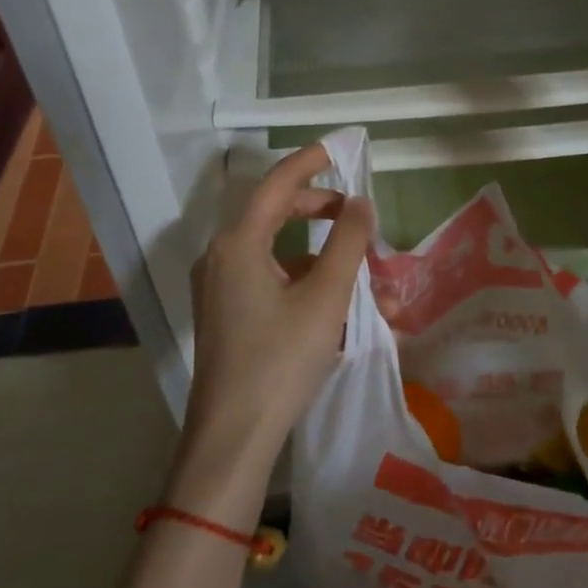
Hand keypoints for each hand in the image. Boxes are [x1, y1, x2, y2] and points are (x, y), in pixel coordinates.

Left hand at [172, 145, 372, 517]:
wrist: (232, 438)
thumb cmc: (280, 360)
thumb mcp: (325, 298)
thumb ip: (347, 242)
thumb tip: (361, 203)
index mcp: (238, 243)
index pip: (276, 183)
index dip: (309, 161)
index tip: (339, 149)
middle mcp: (222, 256)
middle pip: (274, 213)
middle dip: (319, 209)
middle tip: (356, 214)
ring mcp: (221, 287)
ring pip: (277, 252)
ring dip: (321, 256)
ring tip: (366, 275)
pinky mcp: (227, 314)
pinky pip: (270, 281)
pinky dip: (305, 283)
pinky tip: (342, 309)